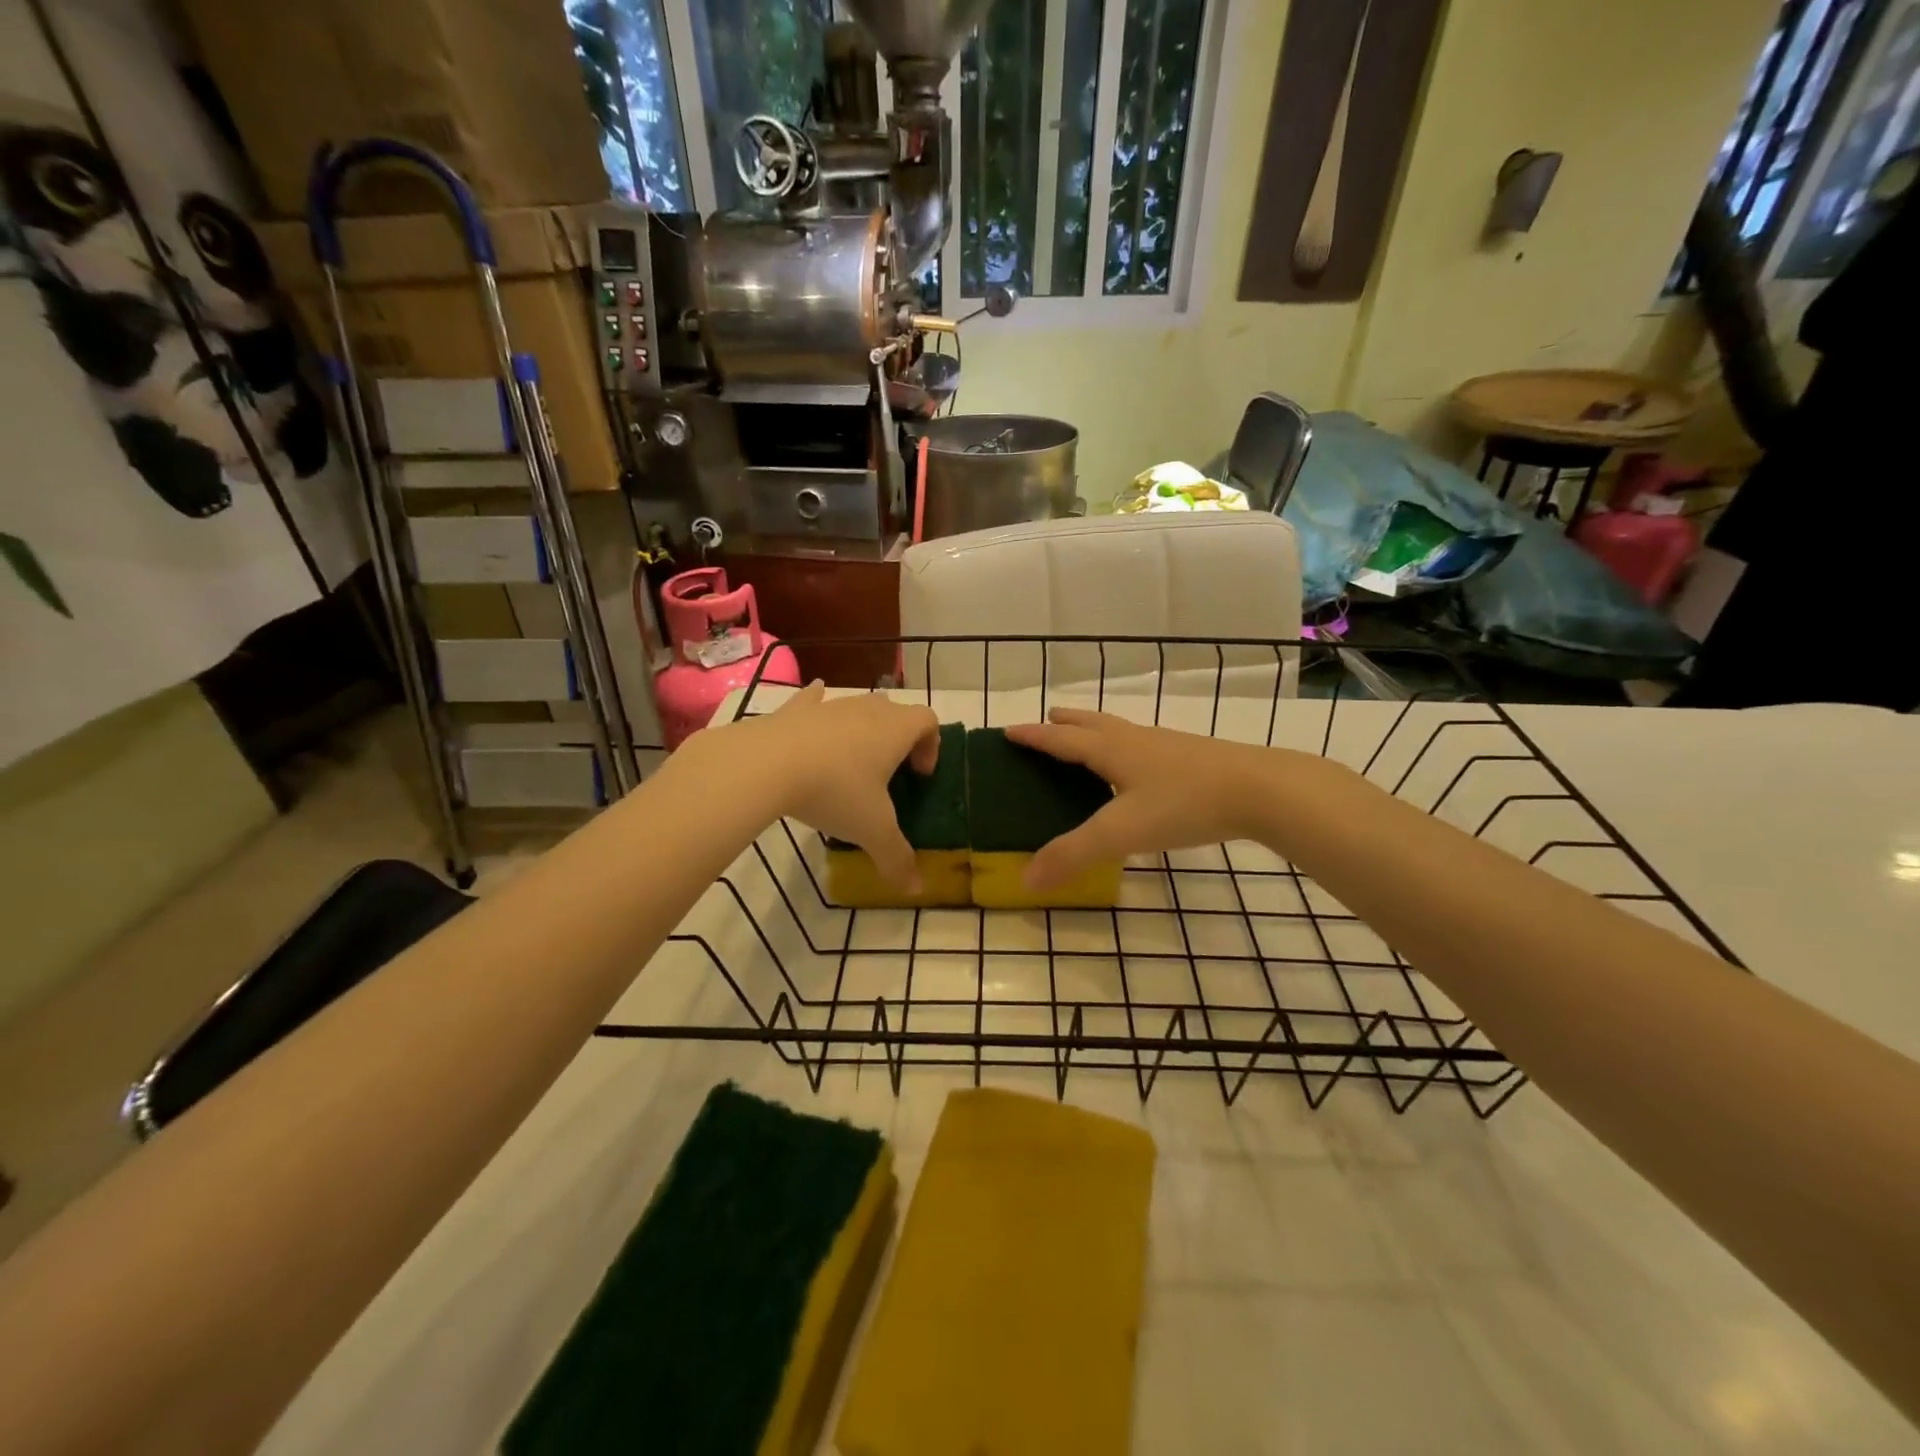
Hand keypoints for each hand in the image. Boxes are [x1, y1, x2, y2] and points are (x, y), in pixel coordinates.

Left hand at [684, 683, 939, 889]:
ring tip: (849, 760)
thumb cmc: (834, 791)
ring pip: (856, 706)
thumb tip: (916, 889)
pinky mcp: (794, 710)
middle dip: (897, 737)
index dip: (930, 745)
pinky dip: (817, 704)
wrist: (766, 765)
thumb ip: (897, 858)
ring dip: (861, 727)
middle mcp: (867, 710)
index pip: (928, 721)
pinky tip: (813, 705)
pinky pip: (813, 700)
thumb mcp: (871, 831)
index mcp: (895, 730)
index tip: (919, 775)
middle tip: (887, 772)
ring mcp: (830, 706)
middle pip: (895, 710)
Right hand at [1004, 708, 1344, 889]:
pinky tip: (1136, 770)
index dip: (1033, 736)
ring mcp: (1164, 745)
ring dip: (1093, 730)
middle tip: (1046, 721)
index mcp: (1109, 749)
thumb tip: (1025, 880)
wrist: (1260, 789)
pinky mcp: (1189, 756)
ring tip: (1084, 740)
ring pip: (1118, 730)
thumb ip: (1073, 855)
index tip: (1008, 730)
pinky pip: (1141, 744)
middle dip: (1064, 722)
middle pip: (1090, 722)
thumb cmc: (1184, 803)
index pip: (1060, 739)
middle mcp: (1133, 739)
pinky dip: (1122, 746)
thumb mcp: (1122, 833)